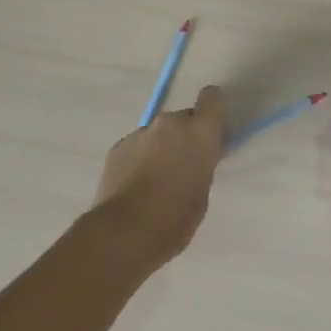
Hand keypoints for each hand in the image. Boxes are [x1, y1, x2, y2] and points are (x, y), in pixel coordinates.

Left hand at [90, 87, 226, 267]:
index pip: (212, 98)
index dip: (212, 111)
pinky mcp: (118, 146)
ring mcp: (141, 132)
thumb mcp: (202, 191)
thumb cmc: (175, 218)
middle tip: (181, 167)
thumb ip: (202, 164)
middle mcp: (170, 123)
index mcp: (199, 132)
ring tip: (153, 182)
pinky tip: (134, 187)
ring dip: (160, 149)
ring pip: (157, 134)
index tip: (210, 131)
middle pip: (183, 119)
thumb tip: (196, 157)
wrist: (124, 232)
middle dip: (184, 137)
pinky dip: (139, 159)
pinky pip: (136, 146)